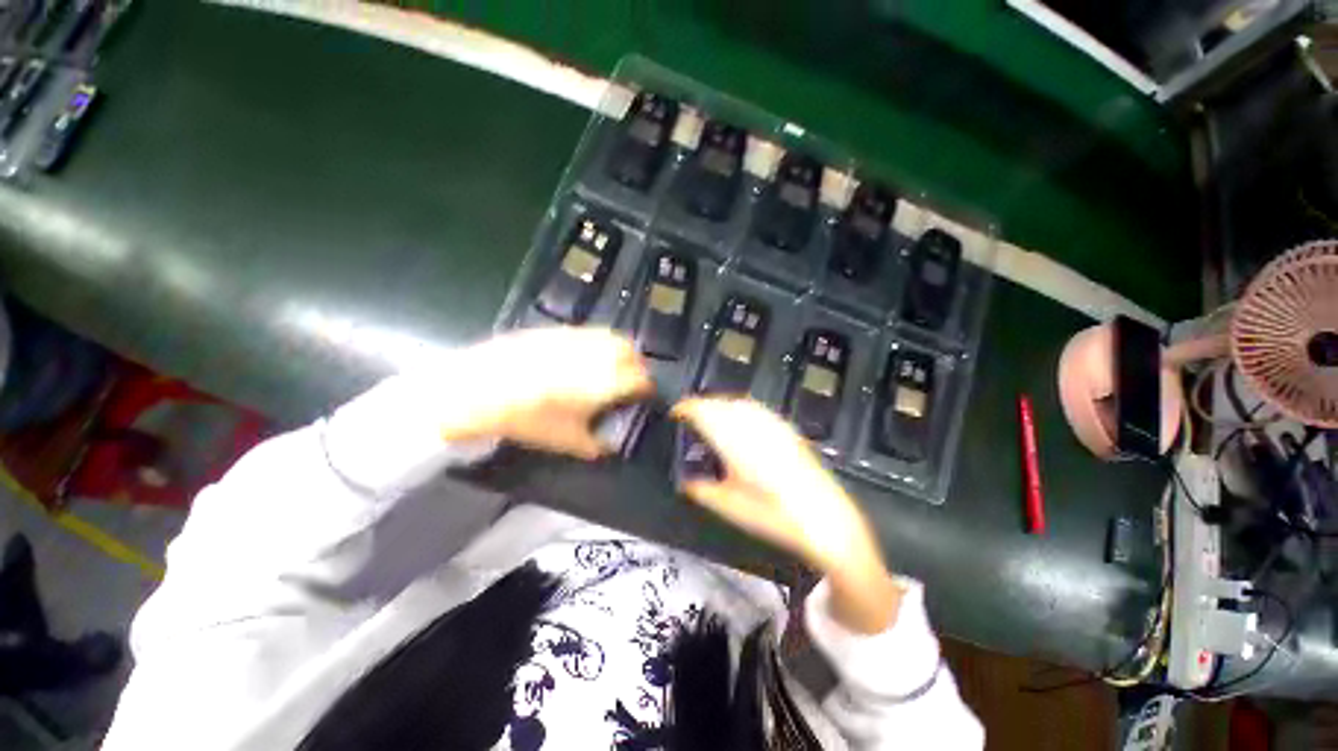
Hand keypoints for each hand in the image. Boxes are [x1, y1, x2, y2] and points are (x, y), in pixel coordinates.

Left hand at [437, 327, 652, 458]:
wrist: (481, 390)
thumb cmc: (530, 419)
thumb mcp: (567, 441)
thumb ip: (595, 445)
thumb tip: (607, 447)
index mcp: (607, 380)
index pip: (641, 380)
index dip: (646, 390)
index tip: (644, 397)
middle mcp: (598, 354)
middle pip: (631, 352)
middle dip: (636, 366)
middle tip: (629, 381)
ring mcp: (577, 338)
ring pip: (611, 338)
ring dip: (618, 351)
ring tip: (608, 367)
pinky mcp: (556, 331)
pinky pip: (587, 334)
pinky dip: (594, 344)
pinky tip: (579, 358)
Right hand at [672, 397, 902, 632]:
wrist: (823, 518)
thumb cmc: (773, 515)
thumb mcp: (730, 507)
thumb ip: (703, 491)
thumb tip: (686, 483)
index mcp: (734, 442)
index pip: (704, 411)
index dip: (686, 408)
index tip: (675, 413)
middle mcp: (752, 426)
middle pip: (719, 402)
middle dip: (700, 405)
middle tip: (688, 418)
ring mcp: (771, 424)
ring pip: (737, 402)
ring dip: (719, 404)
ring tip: (710, 417)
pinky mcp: (786, 428)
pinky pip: (755, 408)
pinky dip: (739, 408)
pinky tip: (739, 421)